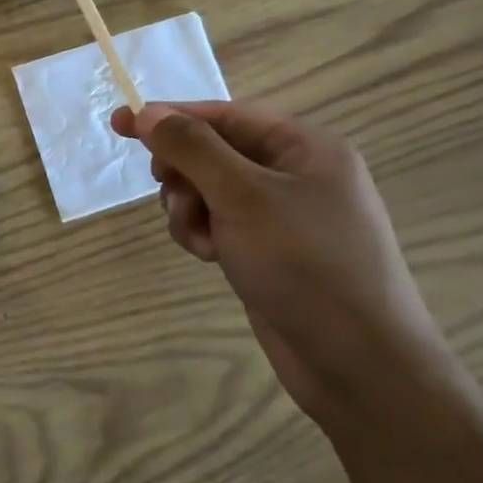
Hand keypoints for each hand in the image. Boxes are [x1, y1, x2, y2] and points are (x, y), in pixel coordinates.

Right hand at [112, 100, 455, 427]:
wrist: (362, 369)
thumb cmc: (306, 266)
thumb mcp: (243, 196)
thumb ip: (192, 148)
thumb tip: (146, 113)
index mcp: (305, 146)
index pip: (223, 114)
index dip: (169, 116)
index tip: (120, 124)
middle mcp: (296, 173)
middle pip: (213, 150)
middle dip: (184, 172)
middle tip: (171, 193)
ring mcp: (283, 215)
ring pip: (209, 188)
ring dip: (190, 208)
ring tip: (200, 238)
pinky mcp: (270, 250)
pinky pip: (220, 222)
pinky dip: (204, 233)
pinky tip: (210, 257)